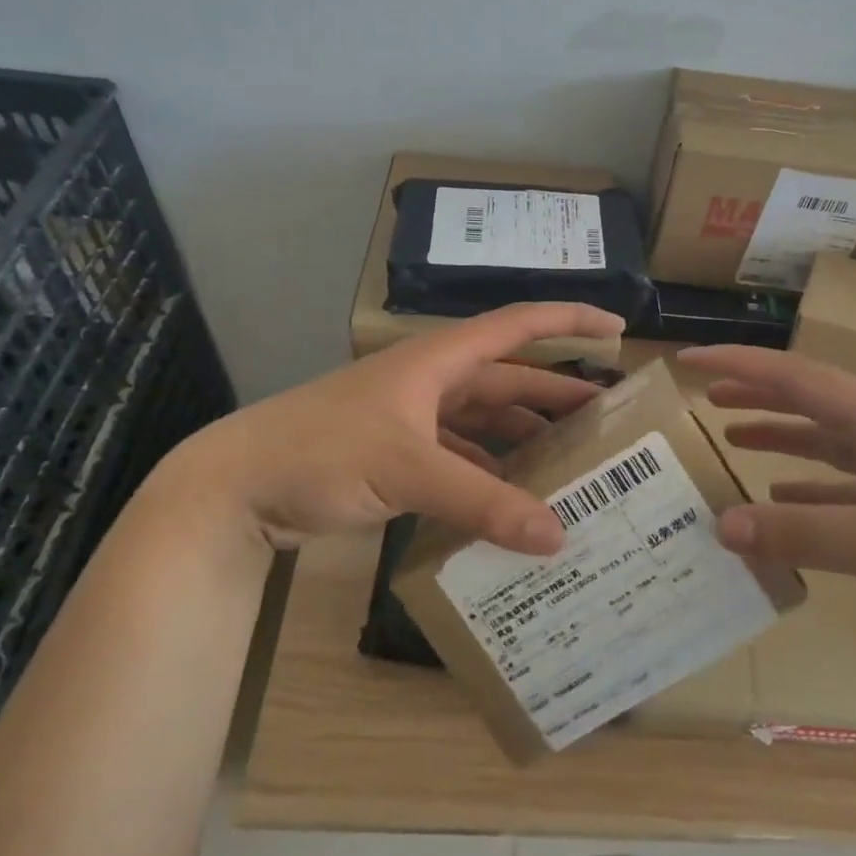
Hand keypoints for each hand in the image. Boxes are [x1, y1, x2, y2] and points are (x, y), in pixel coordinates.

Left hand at [157, 303, 622, 554]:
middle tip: (608, 421)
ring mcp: (413, 418)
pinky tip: (511, 500)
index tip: (618, 327)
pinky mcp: (397, 453)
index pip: (518, 325)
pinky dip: (489, 472)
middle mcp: (432, 381)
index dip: (569, 319)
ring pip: (486, 420)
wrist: (238, 483)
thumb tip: (558, 537)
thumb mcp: (408, 471)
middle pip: (509, 379)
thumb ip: (483, 502)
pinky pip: (460, 455)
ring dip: (524, 438)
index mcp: (439, 361)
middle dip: (558, 395)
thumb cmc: (323, 452)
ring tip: (570, 465)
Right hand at [679, 345, 855, 675]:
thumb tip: (722, 524)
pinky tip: (780, 498)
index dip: (740, 366)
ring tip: (729, 437)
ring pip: (825, 444)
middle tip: (703, 398)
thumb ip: (805, 533)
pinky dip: (806, 490)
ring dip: (778, 438)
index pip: (798, 378)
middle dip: (756, 396)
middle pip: (810, 403)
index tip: (688, 359)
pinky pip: (842, 490)